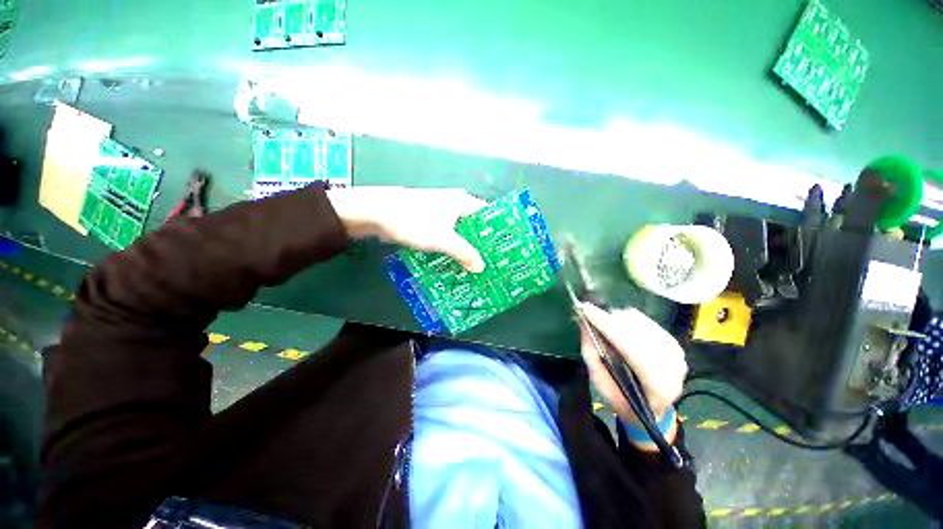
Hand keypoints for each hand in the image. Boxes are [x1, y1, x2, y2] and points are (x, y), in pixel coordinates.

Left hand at [327, 187, 486, 272]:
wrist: (376, 213)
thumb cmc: (415, 221)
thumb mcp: (443, 239)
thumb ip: (464, 253)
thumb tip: (481, 267)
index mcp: (463, 202)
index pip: (488, 214)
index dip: (498, 230)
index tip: (505, 247)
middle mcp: (454, 205)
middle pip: (475, 225)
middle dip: (482, 243)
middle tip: (492, 262)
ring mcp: (440, 213)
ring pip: (460, 232)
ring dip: (466, 247)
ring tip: (476, 266)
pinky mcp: (429, 221)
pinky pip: (447, 236)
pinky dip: (452, 248)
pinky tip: (455, 262)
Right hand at [579, 303, 687, 426]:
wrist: (653, 410)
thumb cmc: (624, 400)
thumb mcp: (601, 384)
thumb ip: (592, 354)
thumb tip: (584, 323)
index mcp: (657, 386)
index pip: (631, 348)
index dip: (607, 326)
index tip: (586, 309)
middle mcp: (673, 367)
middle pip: (636, 332)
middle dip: (610, 320)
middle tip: (591, 315)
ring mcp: (676, 353)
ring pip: (641, 323)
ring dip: (618, 319)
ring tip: (605, 325)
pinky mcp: (674, 342)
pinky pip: (645, 321)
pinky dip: (628, 320)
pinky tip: (620, 326)